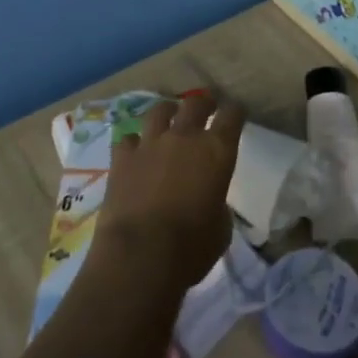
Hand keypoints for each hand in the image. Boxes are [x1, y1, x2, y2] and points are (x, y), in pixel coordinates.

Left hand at [94, 90, 245, 293]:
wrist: (140, 255)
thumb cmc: (191, 247)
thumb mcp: (221, 228)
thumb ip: (218, 204)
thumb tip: (209, 200)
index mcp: (216, 151)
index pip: (232, 116)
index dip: (235, 111)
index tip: (236, 113)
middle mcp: (184, 137)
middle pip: (195, 103)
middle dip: (204, 102)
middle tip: (206, 106)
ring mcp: (150, 143)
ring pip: (159, 111)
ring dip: (168, 112)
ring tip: (169, 117)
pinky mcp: (122, 157)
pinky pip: (128, 138)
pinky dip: (134, 142)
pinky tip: (135, 150)